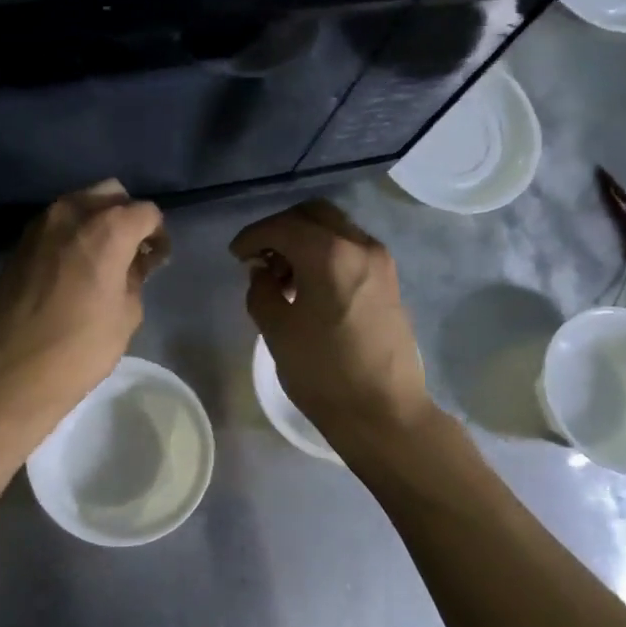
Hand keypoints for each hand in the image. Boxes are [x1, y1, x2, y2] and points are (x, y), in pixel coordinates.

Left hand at [0, 180, 168, 423]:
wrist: (12, 370)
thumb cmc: (79, 348)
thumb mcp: (126, 316)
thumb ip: (136, 277)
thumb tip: (136, 261)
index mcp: (107, 229)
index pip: (146, 212)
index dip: (158, 234)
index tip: (157, 261)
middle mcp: (71, 214)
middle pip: (110, 194)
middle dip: (126, 217)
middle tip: (132, 253)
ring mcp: (40, 226)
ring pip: (78, 204)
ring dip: (96, 222)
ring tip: (102, 260)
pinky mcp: (19, 244)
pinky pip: (55, 225)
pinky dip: (71, 235)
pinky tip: (74, 268)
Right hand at [230, 200, 430, 439]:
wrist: (383, 411)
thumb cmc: (323, 373)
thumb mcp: (277, 331)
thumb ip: (261, 291)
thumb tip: (262, 271)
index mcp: (329, 254)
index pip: (283, 226)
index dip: (253, 236)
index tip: (236, 255)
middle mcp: (360, 246)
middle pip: (314, 214)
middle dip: (281, 229)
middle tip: (259, 257)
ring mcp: (380, 262)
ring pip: (335, 229)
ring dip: (305, 240)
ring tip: (282, 277)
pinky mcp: (389, 281)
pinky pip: (351, 249)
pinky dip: (326, 254)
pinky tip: (309, 286)